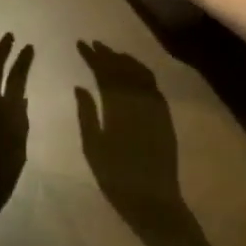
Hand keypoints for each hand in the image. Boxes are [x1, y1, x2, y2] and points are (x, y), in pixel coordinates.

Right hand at [75, 41, 184, 237]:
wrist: (154, 201)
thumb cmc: (117, 179)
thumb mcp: (93, 149)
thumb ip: (86, 115)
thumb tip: (80, 86)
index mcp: (117, 107)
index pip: (103, 72)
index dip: (92, 57)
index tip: (81, 44)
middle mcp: (138, 99)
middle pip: (121, 68)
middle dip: (106, 54)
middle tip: (93, 44)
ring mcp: (154, 105)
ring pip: (138, 71)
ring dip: (124, 59)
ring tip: (111, 54)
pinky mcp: (165, 113)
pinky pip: (152, 83)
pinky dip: (140, 70)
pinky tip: (133, 71)